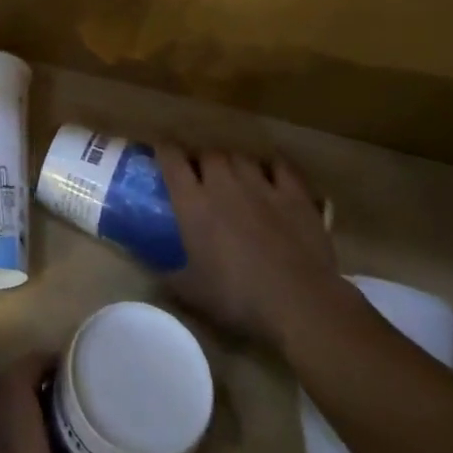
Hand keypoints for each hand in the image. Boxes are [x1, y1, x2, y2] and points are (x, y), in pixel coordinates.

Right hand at [156, 143, 340, 346]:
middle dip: (202, 160)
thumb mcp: (192, 293)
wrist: (300, 303)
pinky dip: (272, 167)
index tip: (161, 151)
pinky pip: (280, 167)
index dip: (164, 149)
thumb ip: (168, 277)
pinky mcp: (294, 195)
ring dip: (234, 163)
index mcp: (193, 202)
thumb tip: (152, 274)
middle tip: (202, 175)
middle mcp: (223, 184)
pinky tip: (271, 175)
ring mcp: (261, 186)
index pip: (171, 158)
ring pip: (241, 157)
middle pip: (208, 153)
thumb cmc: (238, 297)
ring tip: (235, 176)